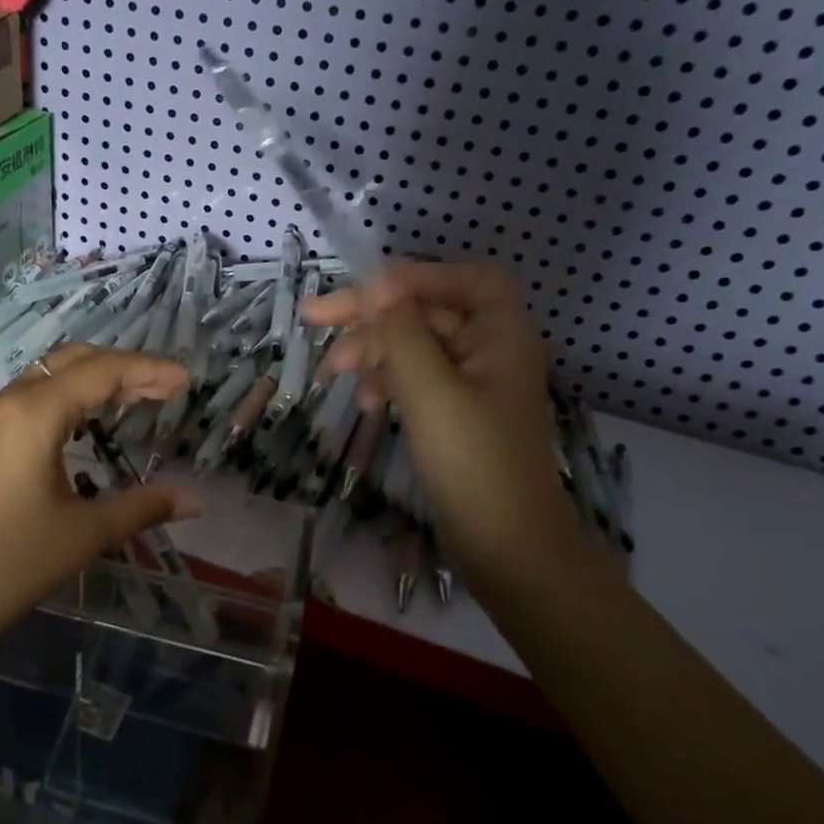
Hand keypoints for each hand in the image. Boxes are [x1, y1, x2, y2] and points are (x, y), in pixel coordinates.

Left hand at [0, 346, 197, 705]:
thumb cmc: (5, 565)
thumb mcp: (82, 535)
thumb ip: (142, 507)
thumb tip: (195, 499)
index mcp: (36, 412)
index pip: (104, 371)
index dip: (150, 370)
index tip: (187, 381)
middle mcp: (10, 401)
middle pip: (75, 360)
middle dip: (124, 367)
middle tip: (166, 388)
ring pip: (50, 375)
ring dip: (94, 379)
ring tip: (136, 399)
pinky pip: (32, 397)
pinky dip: (69, 397)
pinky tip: (87, 425)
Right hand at [303, 262, 584, 590]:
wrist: (509, 548)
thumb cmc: (473, 462)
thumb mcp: (429, 391)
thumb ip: (401, 333)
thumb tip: (377, 284)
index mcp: (501, 335)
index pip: (466, 278)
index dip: (416, 276)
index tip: (364, 289)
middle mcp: (492, 350)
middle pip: (429, 311)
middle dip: (374, 314)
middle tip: (314, 317)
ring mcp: (475, 385)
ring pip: (417, 346)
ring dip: (373, 350)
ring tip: (332, 372)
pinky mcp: (458, 415)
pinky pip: (418, 379)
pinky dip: (388, 381)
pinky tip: (364, 401)